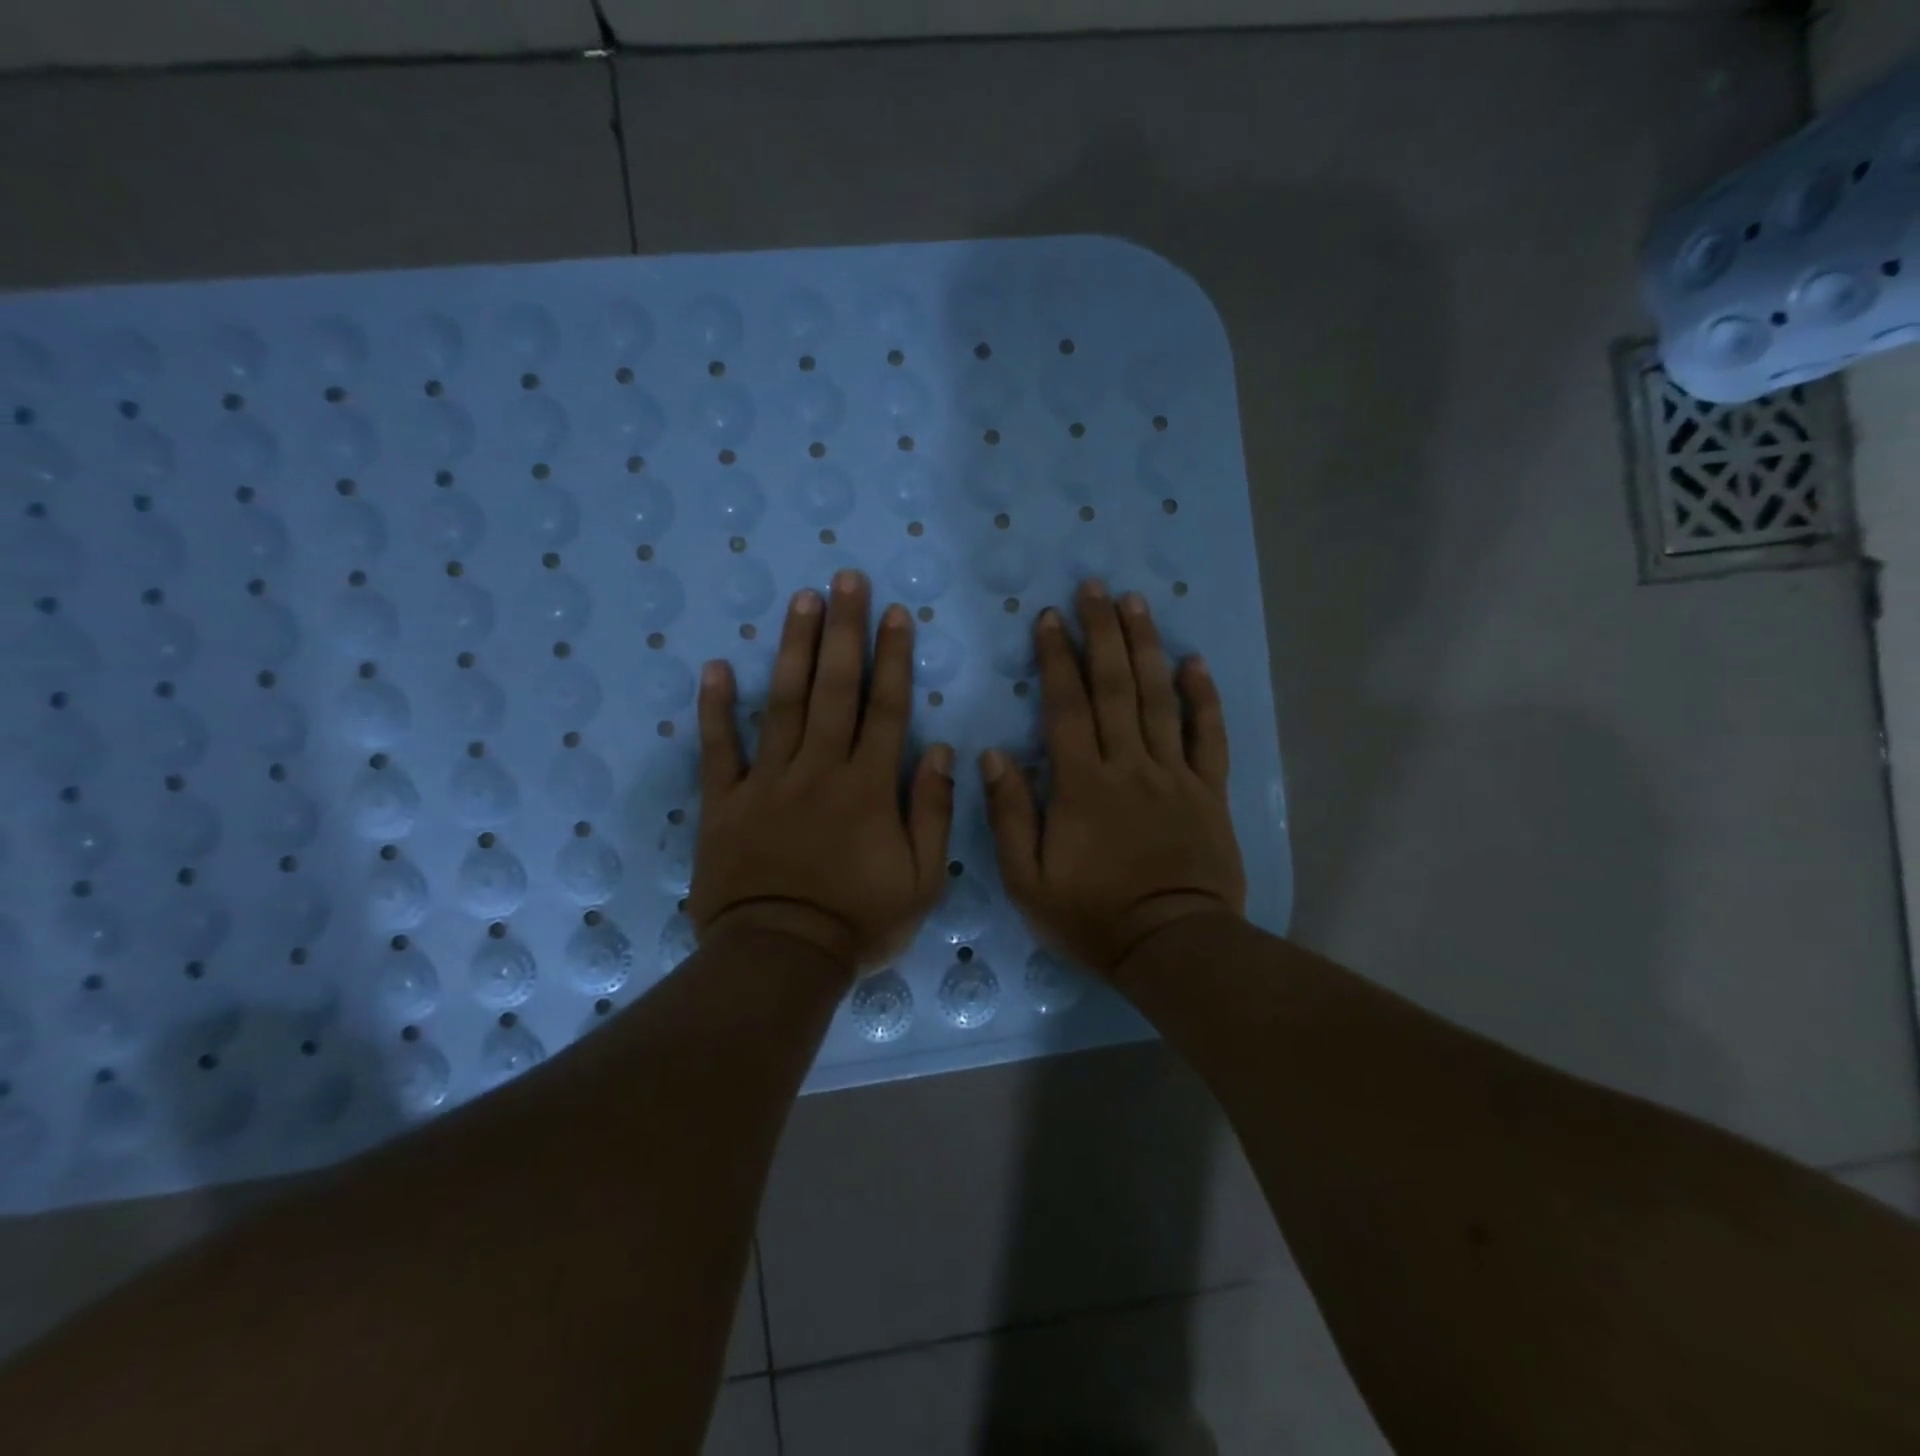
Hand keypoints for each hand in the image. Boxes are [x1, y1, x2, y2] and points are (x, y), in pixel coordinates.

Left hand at [690, 570, 954, 973]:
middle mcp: (819, 769)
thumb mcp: (923, 880)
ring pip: (783, 703)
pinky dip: (716, 709)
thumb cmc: (858, 922)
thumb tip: (942, 751)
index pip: (885, 708)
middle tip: (844, 579)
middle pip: (834, 689)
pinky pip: (719, 749)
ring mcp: (767, 782)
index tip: (895, 613)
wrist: (780, 958)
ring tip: (801, 600)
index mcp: (868, 787)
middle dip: (843, 630)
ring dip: (793, 649)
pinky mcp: (725, 802)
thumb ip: (934, 813)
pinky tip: (715, 667)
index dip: (893, 658)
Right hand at [981, 580, 1245, 977]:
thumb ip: (1010, 814)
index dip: (1056, 659)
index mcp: (1081, 785)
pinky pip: (1207, 736)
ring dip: (1146, 647)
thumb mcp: (1027, 879)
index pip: (1066, 706)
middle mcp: (1129, 766)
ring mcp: (1173, 775)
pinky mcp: (1207, 791)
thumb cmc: (1092, 916)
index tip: (1049, 618)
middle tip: (1094, 588)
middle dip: (1102, 633)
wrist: (1172, 946)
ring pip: (1158, 699)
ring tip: (1136, 603)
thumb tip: (993, 755)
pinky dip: (1203, 698)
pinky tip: (1194, 662)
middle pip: (1115, 687)